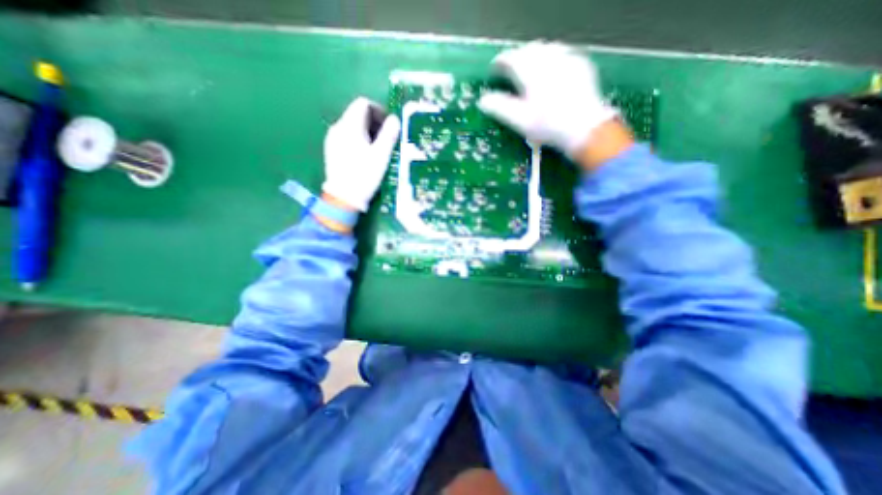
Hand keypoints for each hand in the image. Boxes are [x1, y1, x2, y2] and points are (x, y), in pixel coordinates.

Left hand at [323, 97, 402, 210]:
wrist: (343, 197)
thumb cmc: (364, 175)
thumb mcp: (381, 155)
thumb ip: (389, 134)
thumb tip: (395, 119)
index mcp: (350, 125)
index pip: (362, 104)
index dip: (378, 110)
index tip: (389, 124)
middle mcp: (338, 127)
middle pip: (356, 114)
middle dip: (374, 121)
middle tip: (386, 138)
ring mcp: (332, 138)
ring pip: (351, 125)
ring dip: (366, 131)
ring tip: (377, 148)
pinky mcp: (331, 149)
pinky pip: (346, 136)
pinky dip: (357, 139)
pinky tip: (364, 155)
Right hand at [480, 41, 622, 162]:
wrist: (584, 128)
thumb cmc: (548, 126)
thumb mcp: (520, 121)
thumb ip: (500, 108)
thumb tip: (483, 101)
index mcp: (531, 72)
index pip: (511, 59)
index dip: (500, 63)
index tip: (494, 69)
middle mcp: (549, 59)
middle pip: (528, 50)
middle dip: (517, 57)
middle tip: (510, 69)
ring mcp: (567, 60)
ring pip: (546, 48)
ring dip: (533, 55)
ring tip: (528, 67)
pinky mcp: (580, 65)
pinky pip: (562, 53)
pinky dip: (551, 57)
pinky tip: (551, 69)